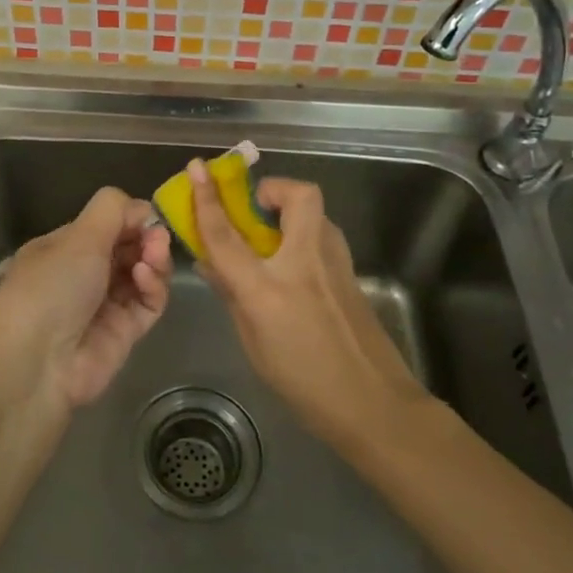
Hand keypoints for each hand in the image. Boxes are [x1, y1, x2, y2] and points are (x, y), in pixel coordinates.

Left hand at [0, 187, 171, 408]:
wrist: (36, 364)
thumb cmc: (50, 287)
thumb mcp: (77, 237)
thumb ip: (111, 210)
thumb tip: (141, 208)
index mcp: (62, 248)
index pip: (104, 225)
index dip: (128, 218)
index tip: (147, 215)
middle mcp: (83, 274)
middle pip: (127, 248)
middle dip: (144, 237)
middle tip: (157, 237)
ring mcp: (105, 305)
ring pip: (141, 273)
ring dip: (152, 259)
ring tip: (153, 255)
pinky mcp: (125, 332)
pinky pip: (147, 303)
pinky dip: (152, 287)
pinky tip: (146, 278)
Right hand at [187, 161, 426, 446]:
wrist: (374, 405)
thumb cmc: (304, 384)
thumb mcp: (254, 343)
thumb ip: (233, 295)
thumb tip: (212, 262)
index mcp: (268, 289)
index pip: (227, 234)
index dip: (207, 199)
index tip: (197, 168)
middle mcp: (304, 263)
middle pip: (297, 195)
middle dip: (274, 189)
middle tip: (254, 208)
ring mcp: (335, 263)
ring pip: (315, 211)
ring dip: (289, 210)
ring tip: (270, 236)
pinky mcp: (352, 271)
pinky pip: (322, 234)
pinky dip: (302, 234)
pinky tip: (293, 264)